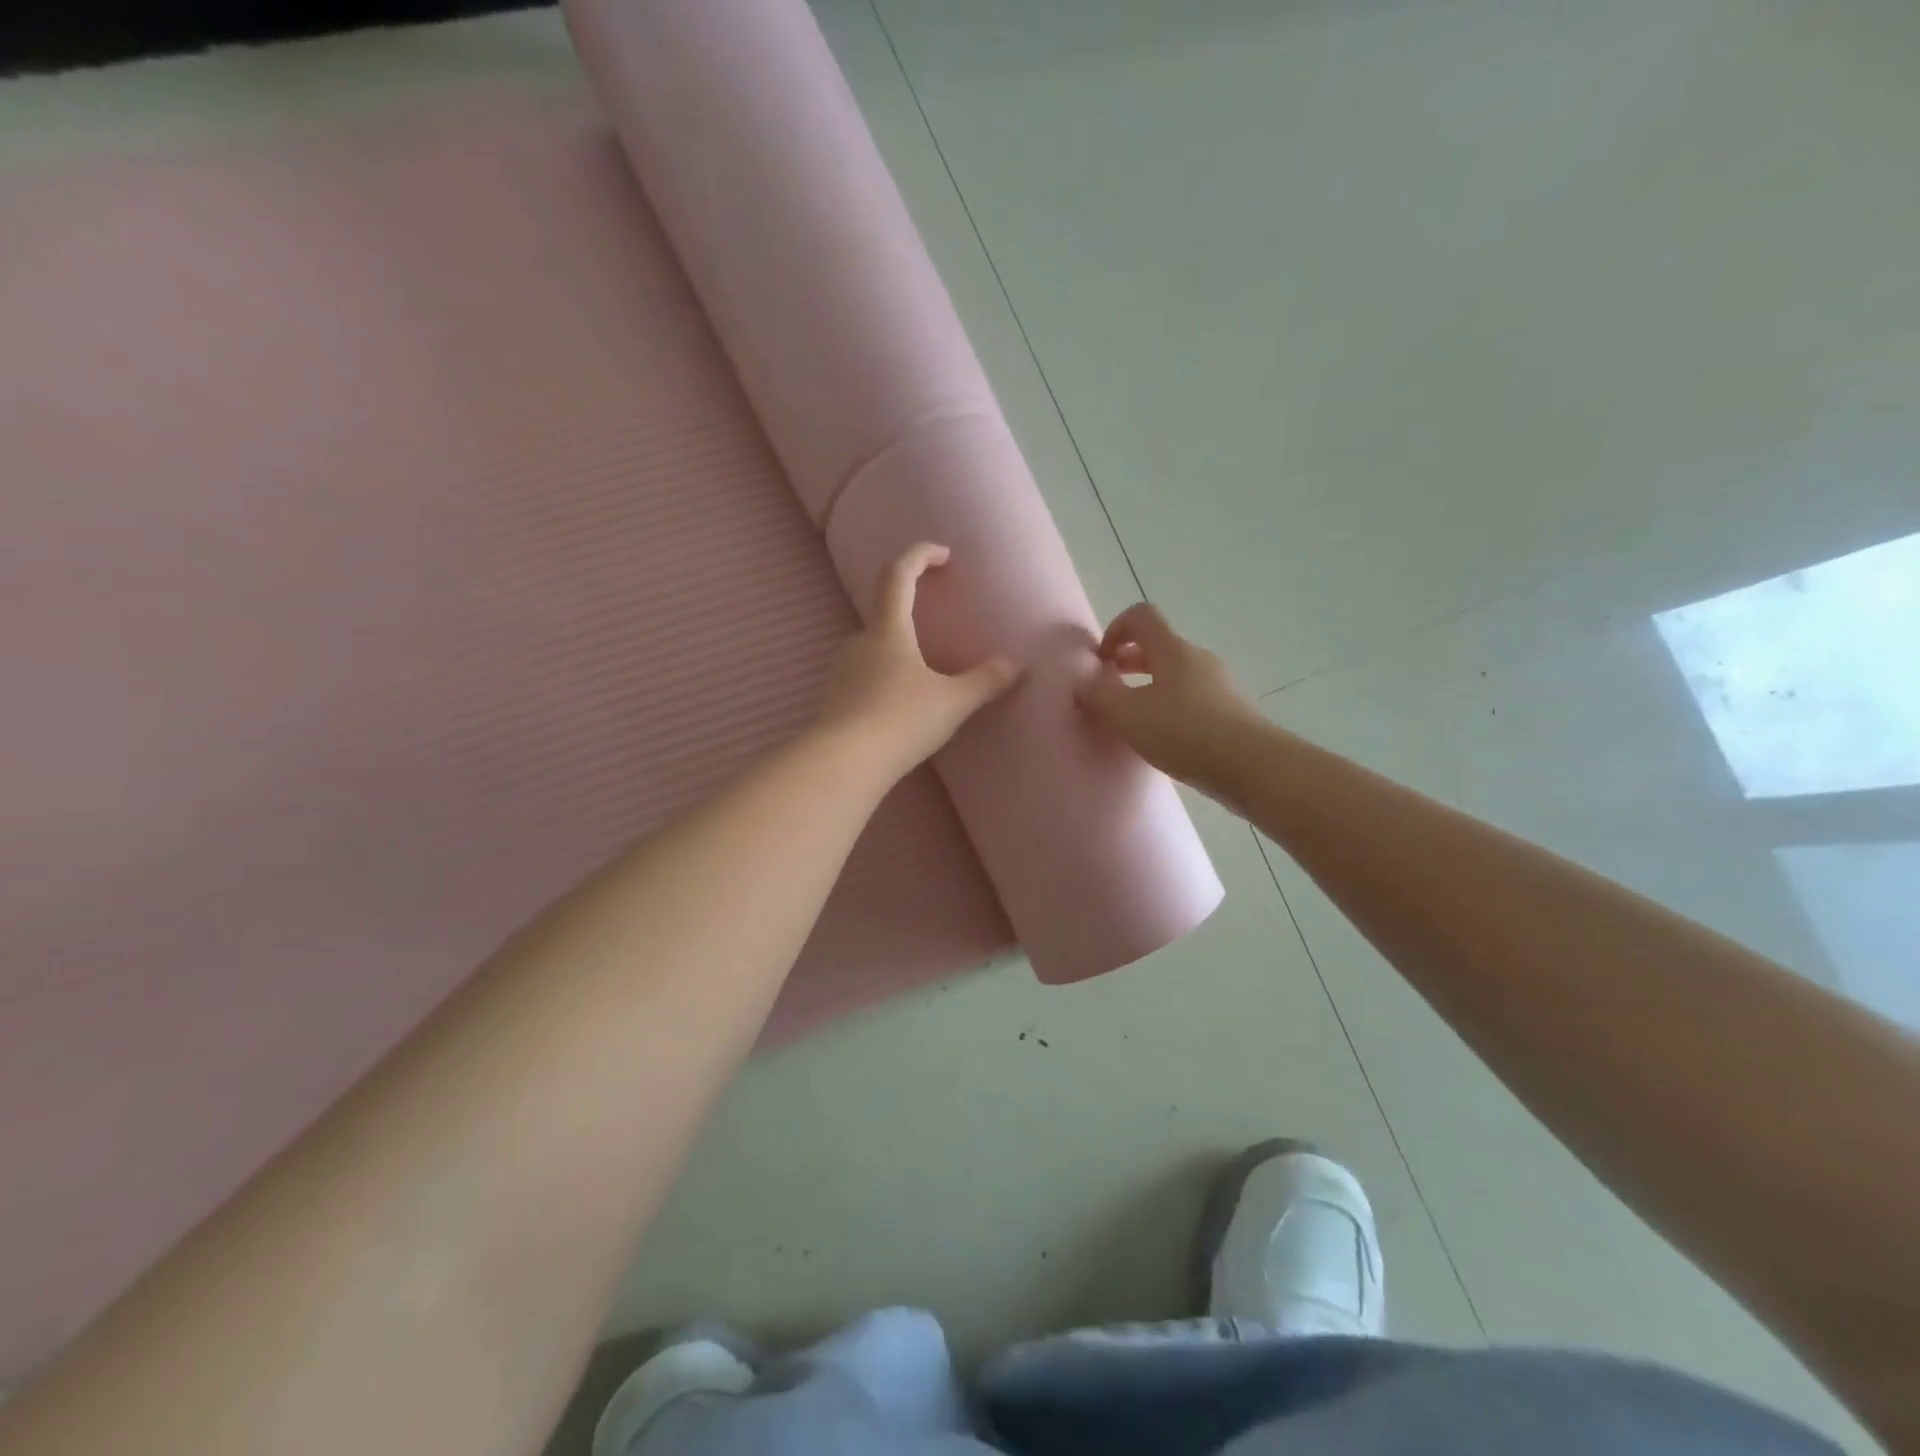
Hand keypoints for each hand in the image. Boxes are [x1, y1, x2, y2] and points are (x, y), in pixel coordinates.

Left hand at [816, 543, 1022, 778]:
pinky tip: (901, 704)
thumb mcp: (953, 702)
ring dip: (898, 648)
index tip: (943, 554)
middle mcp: (861, 642)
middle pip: (883, 611)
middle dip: (909, 608)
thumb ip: (985, 682)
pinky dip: (886, 678)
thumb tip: (1015, 665)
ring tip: (925, 672)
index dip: (919, 555)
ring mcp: (843, 671)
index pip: (898, 574)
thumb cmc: (901, 720)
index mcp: (889, 631)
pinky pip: (866, 676)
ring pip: (874, 647)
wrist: (844, 763)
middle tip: (936, 621)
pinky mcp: (836, 699)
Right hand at [1076, 602, 1261, 789]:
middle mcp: (1198, 659)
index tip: (1101, 663)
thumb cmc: (1185, 733)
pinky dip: (1172, 710)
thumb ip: (1098, 696)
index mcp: (1172, 650)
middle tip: (1110, 692)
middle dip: (1128, 664)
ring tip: (1135, 722)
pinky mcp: (1233, 712)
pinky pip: (1193, 699)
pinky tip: (1166, 741)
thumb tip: (1084, 683)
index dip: (1115, 630)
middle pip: (1158, 646)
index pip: (1141, 616)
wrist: (1253, 767)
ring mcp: (1220, 685)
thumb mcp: (1127, 716)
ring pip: (1176, 675)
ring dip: (1150, 689)